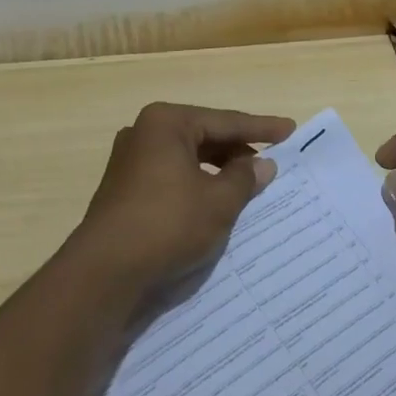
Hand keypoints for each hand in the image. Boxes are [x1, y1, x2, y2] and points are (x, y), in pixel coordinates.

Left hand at [73, 102, 295, 295]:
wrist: (104, 273)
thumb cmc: (167, 224)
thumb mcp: (218, 202)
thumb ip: (244, 178)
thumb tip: (262, 164)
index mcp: (166, 123)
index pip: (225, 121)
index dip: (261, 129)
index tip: (290, 130)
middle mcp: (144, 134)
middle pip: (204, 137)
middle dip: (237, 152)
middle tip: (270, 164)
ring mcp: (130, 162)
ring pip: (187, 159)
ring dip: (217, 172)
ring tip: (248, 187)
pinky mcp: (124, 191)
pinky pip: (171, 178)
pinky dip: (197, 186)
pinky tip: (215, 204)